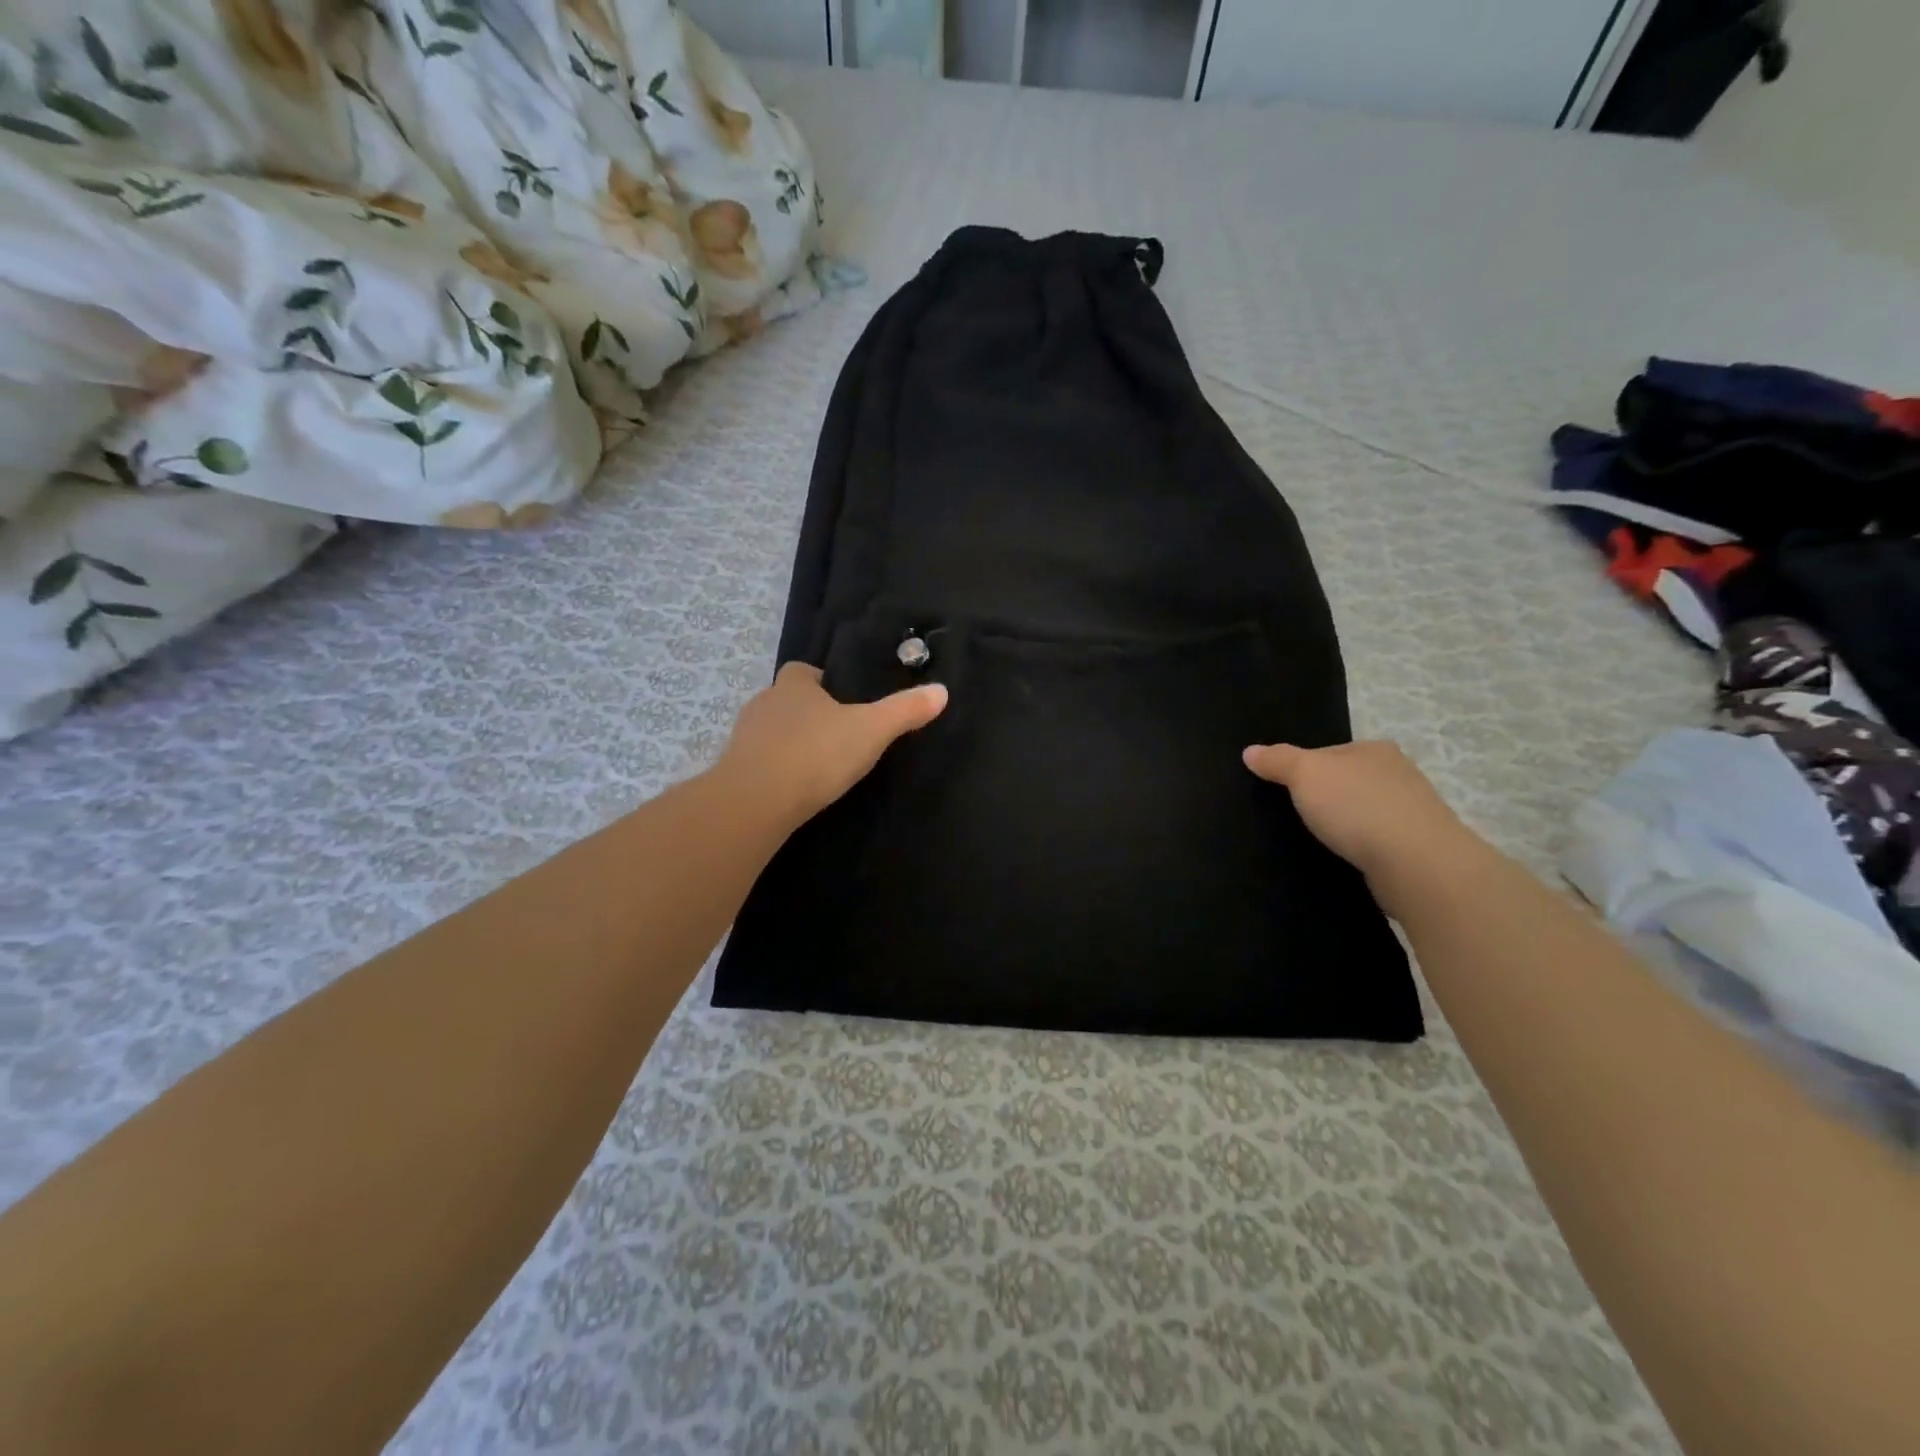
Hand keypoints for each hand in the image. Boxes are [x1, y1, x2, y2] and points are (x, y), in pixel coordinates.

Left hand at [718, 662, 947, 827]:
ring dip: (789, 742)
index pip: (801, 670)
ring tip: (817, 764)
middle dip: (807, 713)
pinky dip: (775, 768)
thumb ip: (904, 711)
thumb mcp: (870, 730)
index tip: (840, 698)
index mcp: (794, 686)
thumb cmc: (816, 754)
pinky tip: (793, 787)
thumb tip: (942, 690)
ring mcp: (744, 737)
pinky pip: (759, 761)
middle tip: (837, 734)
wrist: (756, 801)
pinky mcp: (734, 769)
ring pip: (771, 731)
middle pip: (786, 700)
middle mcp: (764, 703)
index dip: (819, 680)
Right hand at [1243, 740, 1473, 898]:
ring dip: (1343, 826)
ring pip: (1362, 814)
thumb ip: (1277, 760)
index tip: (1283, 790)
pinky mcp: (1416, 849)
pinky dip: (1358, 849)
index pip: (1328, 753)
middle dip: (1324, 798)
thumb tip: (1250, 751)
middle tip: (1293, 817)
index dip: (1302, 769)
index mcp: (1374, 750)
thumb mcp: (1305, 774)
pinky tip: (1343, 860)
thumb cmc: (1357, 807)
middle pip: (1346, 782)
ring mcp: (1411, 813)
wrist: (1417, 864)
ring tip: (1314, 842)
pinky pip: (1375, 842)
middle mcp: (1398, 774)